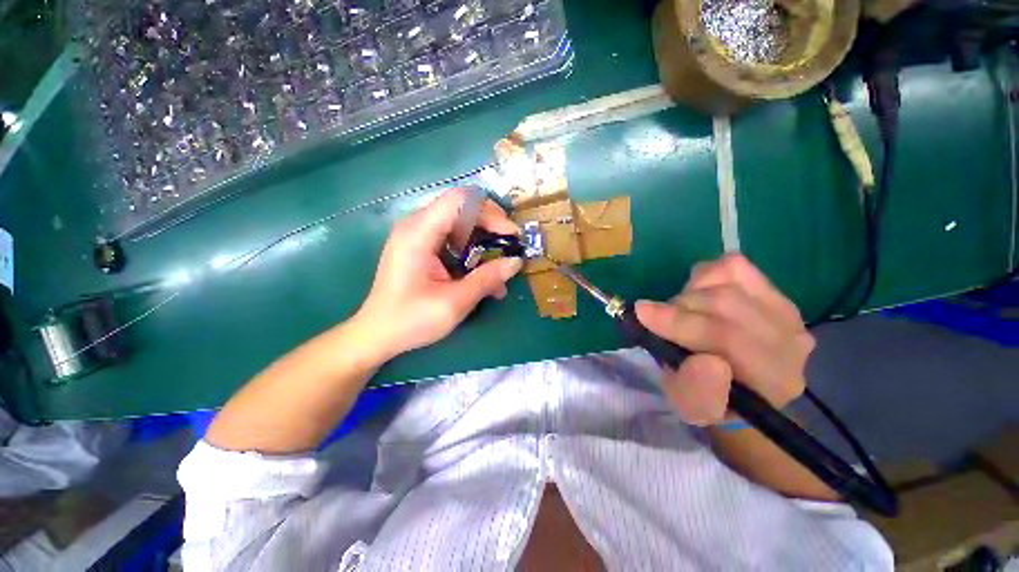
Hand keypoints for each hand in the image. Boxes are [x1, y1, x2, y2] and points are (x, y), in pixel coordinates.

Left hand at [354, 188, 522, 358]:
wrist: (377, 334)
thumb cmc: (410, 320)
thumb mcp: (454, 302)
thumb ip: (486, 279)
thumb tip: (516, 262)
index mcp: (418, 233)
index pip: (461, 200)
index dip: (491, 212)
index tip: (510, 235)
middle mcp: (417, 226)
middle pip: (463, 209)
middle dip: (491, 227)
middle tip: (510, 249)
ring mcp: (418, 236)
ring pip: (461, 225)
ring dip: (484, 243)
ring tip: (499, 270)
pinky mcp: (422, 248)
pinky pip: (453, 240)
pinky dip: (472, 253)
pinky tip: (483, 277)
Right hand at [635, 254, 814, 425]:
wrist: (740, 386)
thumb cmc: (709, 398)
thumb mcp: (693, 407)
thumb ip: (698, 391)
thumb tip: (704, 361)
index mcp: (772, 379)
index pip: (728, 339)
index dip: (680, 322)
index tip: (641, 313)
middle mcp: (790, 341)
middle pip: (726, 303)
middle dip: (679, 307)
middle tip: (657, 317)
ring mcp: (785, 310)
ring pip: (728, 279)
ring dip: (691, 293)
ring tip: (683, 311)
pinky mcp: (774, 290)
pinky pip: (734, 266)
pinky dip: (707, 275)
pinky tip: (701, 294)